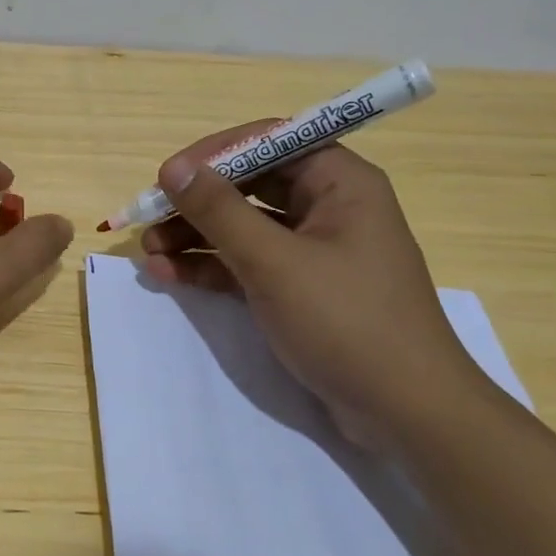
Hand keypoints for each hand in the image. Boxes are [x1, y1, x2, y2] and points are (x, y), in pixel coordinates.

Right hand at [139, 127, 486, 450]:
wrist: (407, 414)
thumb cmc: (346, 321)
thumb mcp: (274, 262)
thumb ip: (219, 211)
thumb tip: (173, 168)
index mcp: (339, 182)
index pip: (267, 142)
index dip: (213, 154)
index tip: (167, 177)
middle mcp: (329, 206)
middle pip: (250, 185)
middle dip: (196, 202)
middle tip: (148, 220)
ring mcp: (315, 250)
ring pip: (244, 226)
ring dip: (196, 235)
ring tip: (149, 253)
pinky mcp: (303, 288)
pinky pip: (249, 262)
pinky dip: (212, 266)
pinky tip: (170, 274)